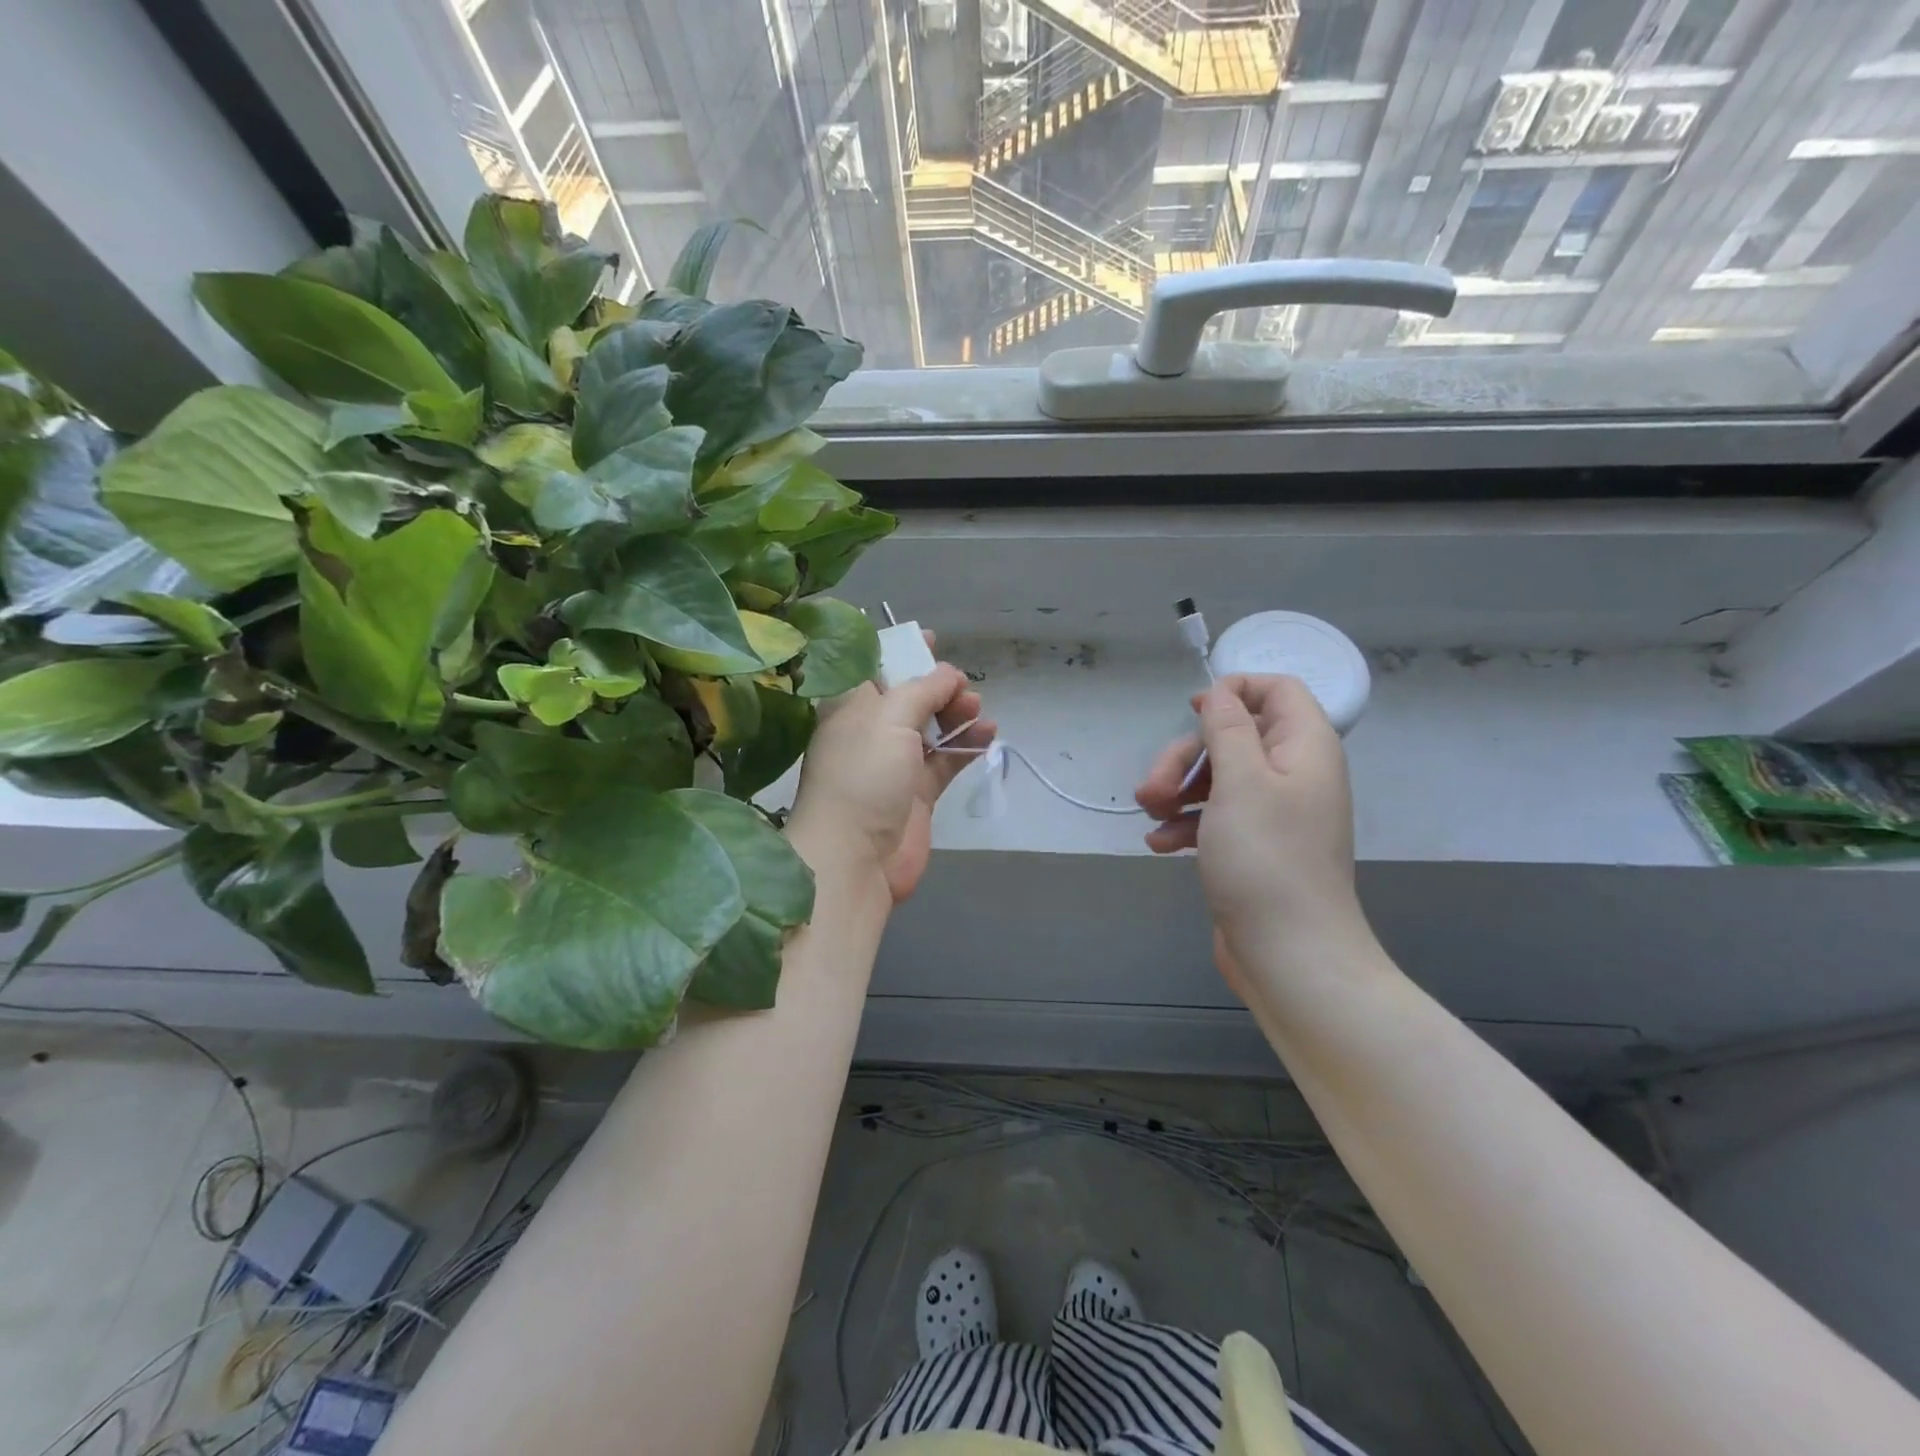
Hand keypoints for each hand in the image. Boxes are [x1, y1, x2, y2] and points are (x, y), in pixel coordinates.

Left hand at [788, 642, 993, 901]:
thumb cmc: (863, 775)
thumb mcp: (889, 718)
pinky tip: (989, 733)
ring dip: (957, 713)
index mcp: (850, 707)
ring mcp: (896, 764)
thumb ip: (923, 689)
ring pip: (932, 727)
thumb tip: (949, 674)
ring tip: (977, 708)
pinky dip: (967, 744)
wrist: (855, 858)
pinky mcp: (919, 793)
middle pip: (910, 697)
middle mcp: (871, 731)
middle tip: (962, 687)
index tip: (931, 639)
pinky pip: (947, 759)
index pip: (874, 668)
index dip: (900, 651)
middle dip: (938, 685)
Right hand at [1136, 674, 1368, 964]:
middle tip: (1152, 789)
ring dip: (1177, 791)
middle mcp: (1292, 774)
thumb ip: (1228, 729)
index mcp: (1304, 748)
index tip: (1192, 711)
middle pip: (1233, 737)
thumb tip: (1220, 693)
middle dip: (1185, 757)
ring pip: (1217, 778)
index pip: (1278, 691)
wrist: (1290, 956)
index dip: (1235, 691)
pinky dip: (1186, 824)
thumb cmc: (1267, 860)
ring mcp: (1273, 813)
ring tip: (1150, 817)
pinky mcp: (1252, 847)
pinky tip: (1160, 844)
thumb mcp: (1241, 783)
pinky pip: (1215, 817)